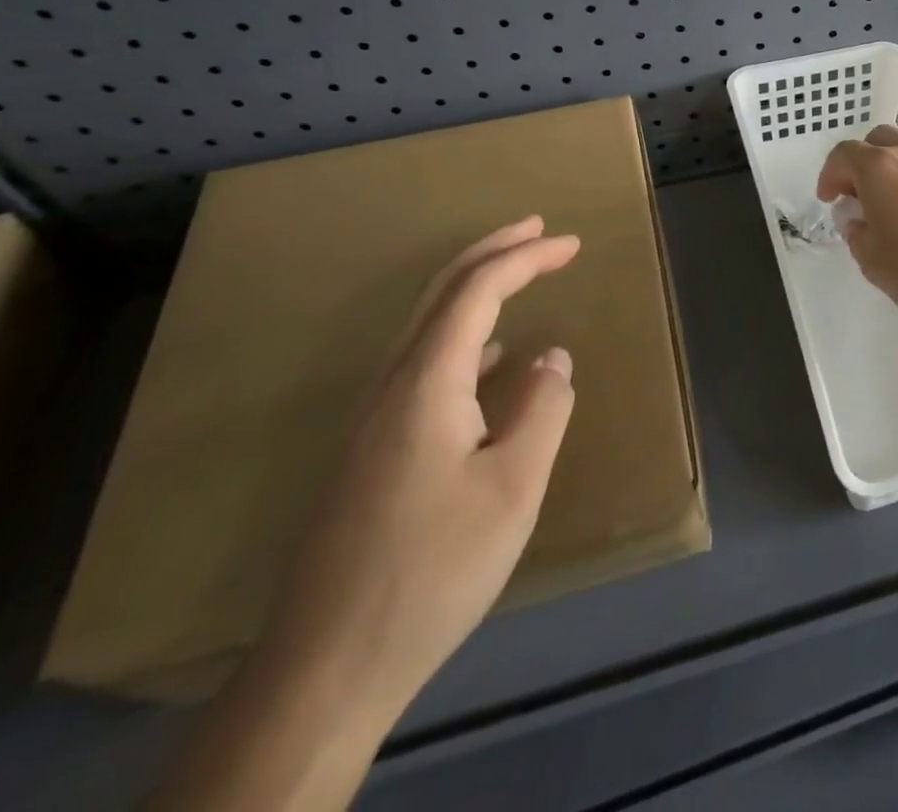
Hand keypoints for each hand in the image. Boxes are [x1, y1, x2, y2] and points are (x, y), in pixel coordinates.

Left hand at [260, 216, 578, 720]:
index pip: (478, 291)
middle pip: (440, 292)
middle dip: (492, 252)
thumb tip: (553, 358)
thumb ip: (543, 410)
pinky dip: (463, 335)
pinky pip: (422, 363)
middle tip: (539, 230)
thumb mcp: (514, 489)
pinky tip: (490, 358)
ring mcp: (374, 419)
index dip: (526, 258)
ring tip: (518, 273)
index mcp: (427, 382)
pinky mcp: (372, 450)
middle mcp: (392, 385)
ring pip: (426, 326)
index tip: (572, 244)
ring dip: (474, 288)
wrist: (325, 668)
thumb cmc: (432, 569)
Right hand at [817, 125, 897, 326]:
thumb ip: (857, 234)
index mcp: (879, 167)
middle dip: (861, 164)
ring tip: (890, 209)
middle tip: (858, 197)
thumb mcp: (873, 261)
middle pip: (878, 141)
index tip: (829, 199)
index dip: (830, 175)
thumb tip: (858, 221)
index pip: (844, 154)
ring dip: (891, 171)